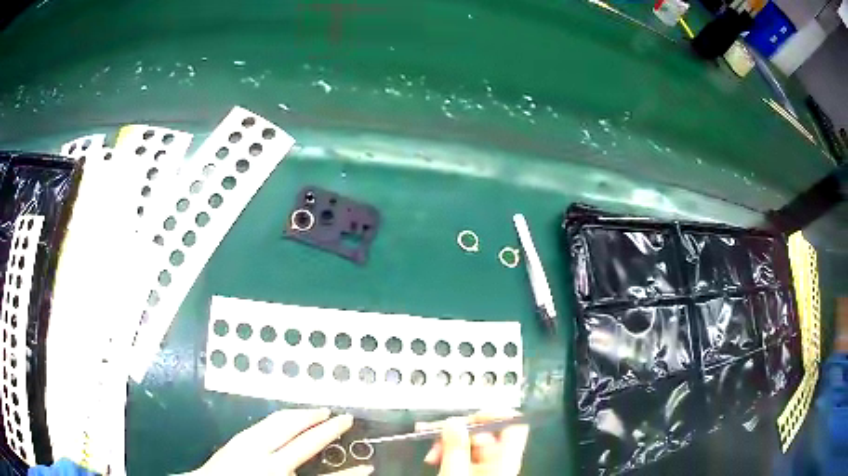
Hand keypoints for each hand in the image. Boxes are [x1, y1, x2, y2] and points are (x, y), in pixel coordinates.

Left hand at [186, 408, 372, 475]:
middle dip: (324, 425)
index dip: (349, 473)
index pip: (321, 473)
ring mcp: (248, 443)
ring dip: (303, 415)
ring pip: (282, 421)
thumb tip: (312, 472)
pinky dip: (284, 416)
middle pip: (300, 434)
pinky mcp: (238, 438)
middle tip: (342, 417)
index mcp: (276, 473)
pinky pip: (267, 421)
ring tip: (319, 411)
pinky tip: (289, 418)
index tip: (367, 467)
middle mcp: (263, 457)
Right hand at [416, 411, 528, 475]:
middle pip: (487, 431)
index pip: (513, 424)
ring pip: (472, 441)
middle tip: (436, 435)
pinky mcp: (476, 471)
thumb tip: (454, 421)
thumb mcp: (455, 473)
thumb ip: (455, 447)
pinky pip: (466, 453)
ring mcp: (488, 466)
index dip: (494, 414)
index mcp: (505, 459)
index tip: (468, 417)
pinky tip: (435, 457)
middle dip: (459, 430)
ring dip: (450, 441)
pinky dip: (450, 451)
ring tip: (431, 451)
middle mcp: (500, 459)